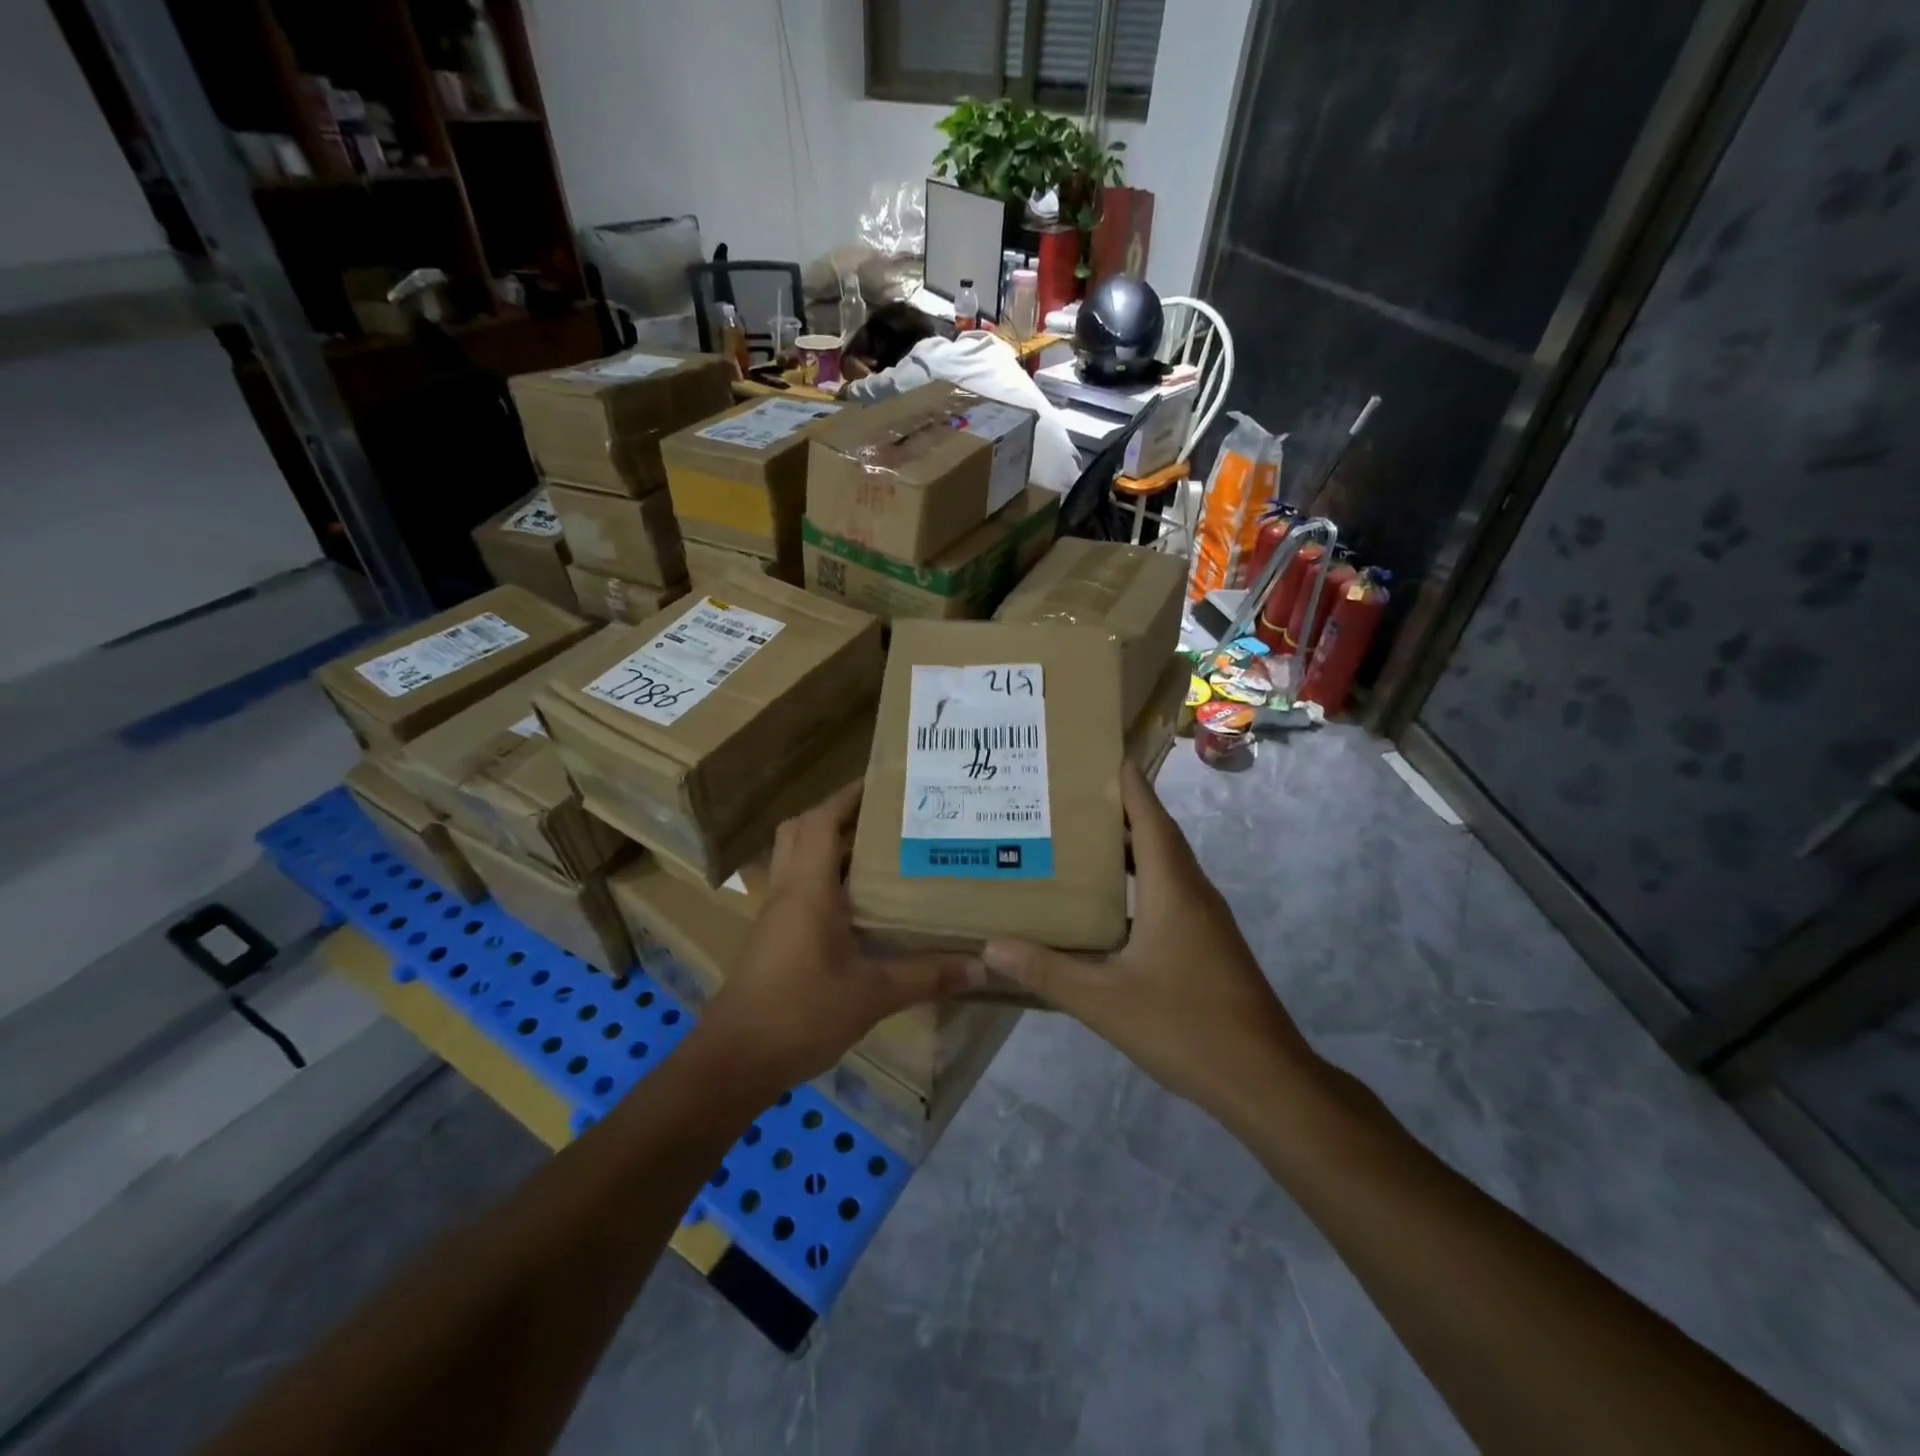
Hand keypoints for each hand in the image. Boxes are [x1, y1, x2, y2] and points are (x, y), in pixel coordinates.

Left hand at [696, 780, 982, 1091]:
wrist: (735, 1061)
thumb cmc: (800, 1013)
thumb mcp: (872, 994)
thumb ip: (926, 976)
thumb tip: (982, 965)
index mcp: (807, 888)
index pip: (820, 820)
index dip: (848, 795)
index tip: (883, 781)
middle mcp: (787, 890)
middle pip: (801, 830)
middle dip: (837, 814)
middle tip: (883, 817)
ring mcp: (776, 914)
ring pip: (796, 858)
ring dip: (829, 845)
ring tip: (879, 850)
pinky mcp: (774, 937)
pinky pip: (798, 888)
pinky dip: (824, 878)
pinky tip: (859, 902)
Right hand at [982, 762, 1319, 1116]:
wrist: (1264, 1079)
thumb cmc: (1185, 1026)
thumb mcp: (1104, 1001)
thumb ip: (1047, 971)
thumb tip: (991, 945)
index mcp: (1172, 888)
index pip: (1149, 816)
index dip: (1126, 782)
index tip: (1097, 753)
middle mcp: (1192, 891)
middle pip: (1156, 833)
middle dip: (1118, 809)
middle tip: (1068, 797)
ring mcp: (1205, 918)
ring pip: (1164, 864)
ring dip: (1128, 846)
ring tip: (1078, 841)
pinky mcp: (1208, 942)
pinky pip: (1169, 892)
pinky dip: (1138, 881)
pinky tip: (1107, 904)